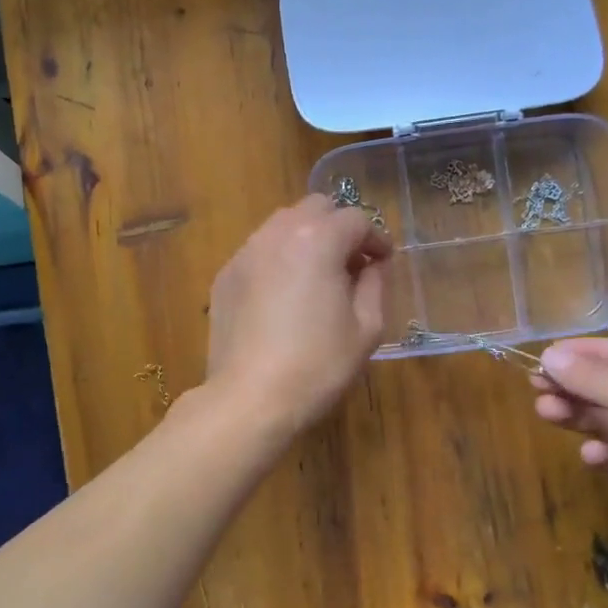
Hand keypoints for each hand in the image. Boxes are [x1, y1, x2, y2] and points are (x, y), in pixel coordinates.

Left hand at [203, 194, 390, 432]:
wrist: (250, 398)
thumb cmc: (318, 365)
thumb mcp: (366, 329)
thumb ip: (375, 284)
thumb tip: (373, 264)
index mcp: (317, 240)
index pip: (355, 219)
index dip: (375, 239)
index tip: (382, 263)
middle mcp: (277, 234)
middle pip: (315, 208)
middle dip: (338, 228)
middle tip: (350, 264)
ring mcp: (245, 253)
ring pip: (282, 225)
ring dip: (306, 240)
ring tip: (316, 278)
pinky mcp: (225, 276)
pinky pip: (259, 252)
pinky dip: (278, 260)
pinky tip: (283, 297)